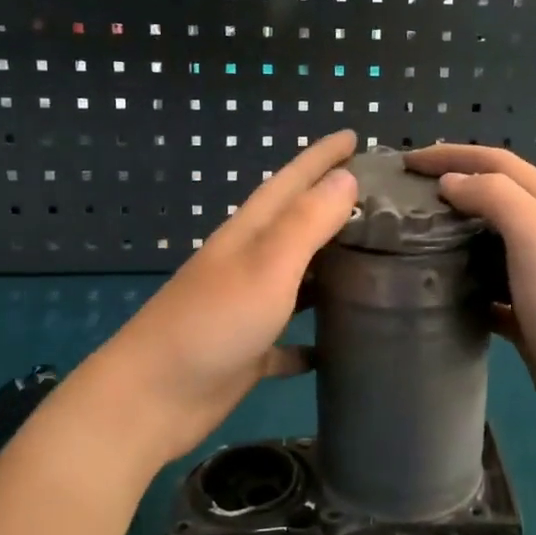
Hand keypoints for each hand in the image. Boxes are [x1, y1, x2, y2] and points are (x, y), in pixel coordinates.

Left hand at [84, 130, 359, 467]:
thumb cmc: (213, 322)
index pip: (292, 180)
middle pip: (296, 226)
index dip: (322, 157)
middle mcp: (249, 263)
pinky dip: (313, 339)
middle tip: (383, 202)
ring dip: (329, 269)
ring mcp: (247, 308)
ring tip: (376, 265)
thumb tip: (346, 177)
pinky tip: (339, 347)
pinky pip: (289, 340)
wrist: (153, 398)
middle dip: (334, 207)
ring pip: (298, 280)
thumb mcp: (266, 264)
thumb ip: (306, 220)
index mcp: (250, 234)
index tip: (356, 136)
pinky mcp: (249, 352)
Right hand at [405, 144, 535, 452]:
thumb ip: (495, 196)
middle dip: (453, 188)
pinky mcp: (528, 315)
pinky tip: (439, 289)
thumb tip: (452, 182)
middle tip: (407, 197)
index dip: (453, 155)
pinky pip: (489, 288)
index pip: (499, 163)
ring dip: (456, 234)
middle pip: (496, 198)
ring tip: (414, 238)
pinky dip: (464, 282)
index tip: (408, 161)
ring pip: (490, 243)